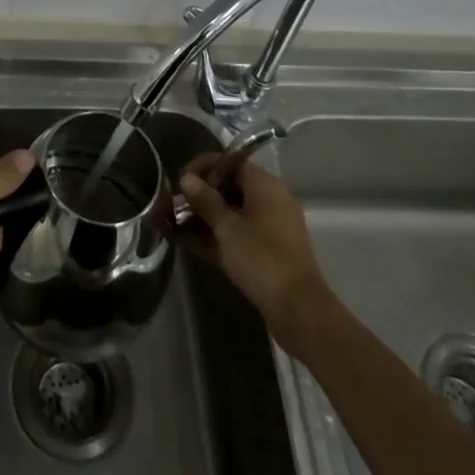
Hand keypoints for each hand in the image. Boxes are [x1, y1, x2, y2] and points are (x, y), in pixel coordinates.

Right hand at [178, 156, 331, 350]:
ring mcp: (271, 228)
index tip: (179, 182)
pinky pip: (238, 235)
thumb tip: (187, 179)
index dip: (202, 168)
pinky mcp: (269, 253)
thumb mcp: (227, 227)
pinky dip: (217, 237)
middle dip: (200, 196)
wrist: (299, 312)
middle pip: (230, 188)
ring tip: (175, 224)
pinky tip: (189, 243)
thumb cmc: (262, 259)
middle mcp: (271, 200)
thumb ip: (205, 200)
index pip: (229, 162)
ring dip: (205, 218)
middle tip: (175, 206)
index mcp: (265, 185)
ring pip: (232, 214)